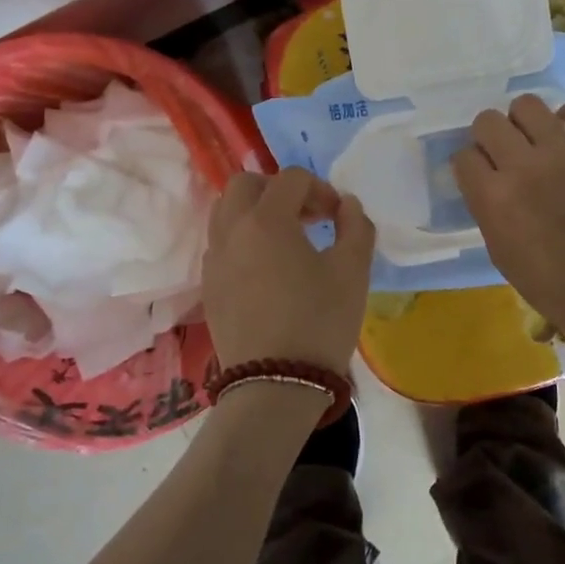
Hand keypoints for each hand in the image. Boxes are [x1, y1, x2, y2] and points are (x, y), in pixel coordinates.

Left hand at [201, 168, 374, 374]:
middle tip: (306, 216)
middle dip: (278, 189)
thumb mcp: (353, 271)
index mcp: (266, 220)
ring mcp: (214, 259)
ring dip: (255, 211)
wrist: (275, 384)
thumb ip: (355, 226)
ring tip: (285, 238)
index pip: (291, 179)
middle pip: (245, 184)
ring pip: (225, 212)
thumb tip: (346, 204)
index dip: (320, 188)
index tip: (338, 216)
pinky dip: (241, 239)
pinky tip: (266, 268)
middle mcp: (231, 231)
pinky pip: (220, 243)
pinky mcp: (208, 286)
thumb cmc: (319, 322)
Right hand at [453, 95, 564, 346]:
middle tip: (503, 154)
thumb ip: (485, 207)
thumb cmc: (549, 283)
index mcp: (493, 197)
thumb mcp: (499, 250)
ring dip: (523, 122)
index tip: (480, 174)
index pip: (463, 156)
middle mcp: (524, 165)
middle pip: (487, 122)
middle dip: (488, 137)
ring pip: (527, 105)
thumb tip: (483, 179)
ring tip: (534, 139)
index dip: (470, 165)